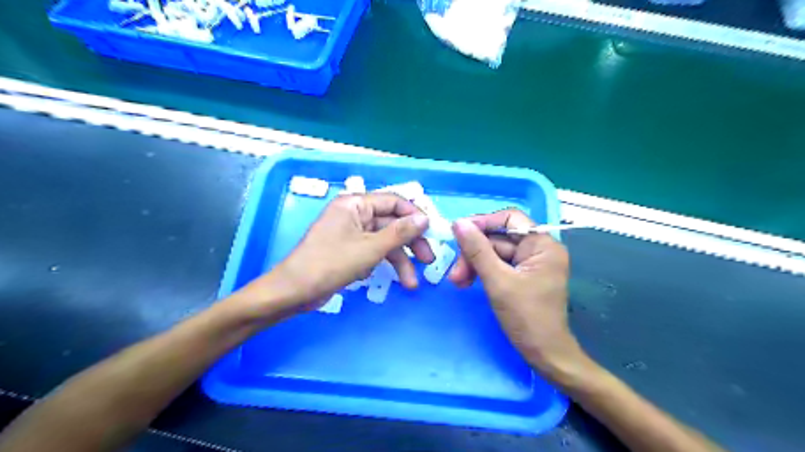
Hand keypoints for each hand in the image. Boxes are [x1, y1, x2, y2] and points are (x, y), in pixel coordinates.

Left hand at [236, 194, 433, 317]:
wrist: (294, 291)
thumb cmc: (330, 264)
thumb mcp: (370, 249)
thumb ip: (400, 233)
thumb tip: (425, 219)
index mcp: (356, 204)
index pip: (394, 202)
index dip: (415, 216)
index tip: (431, 233)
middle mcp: (354, 214)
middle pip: (391, 223)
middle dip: (410, 243)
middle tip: (428, 261)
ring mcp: (351, 233)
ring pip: (383, 241)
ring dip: (399, 261)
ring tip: (410, 284)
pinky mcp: (348, 250)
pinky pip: (372, 251)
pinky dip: (381, 264)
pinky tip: (385, 279)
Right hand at [447, 210, 584, 379]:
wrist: (545, 355)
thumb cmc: (527, 318)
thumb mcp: (498, 281)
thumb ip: (477, 250)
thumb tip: (458, 223)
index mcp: (542, 245)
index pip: (510, 218)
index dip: (483, 222)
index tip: (458, 232)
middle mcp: (539, 249)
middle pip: (498, 238)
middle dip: (474, 253)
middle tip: (455, 272)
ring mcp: (530, 263)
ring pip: (494, 253)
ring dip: (474, 264)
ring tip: (457, 282)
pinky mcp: (522, 276)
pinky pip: (498, 265)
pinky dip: (481, 272)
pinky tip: (467, 282)